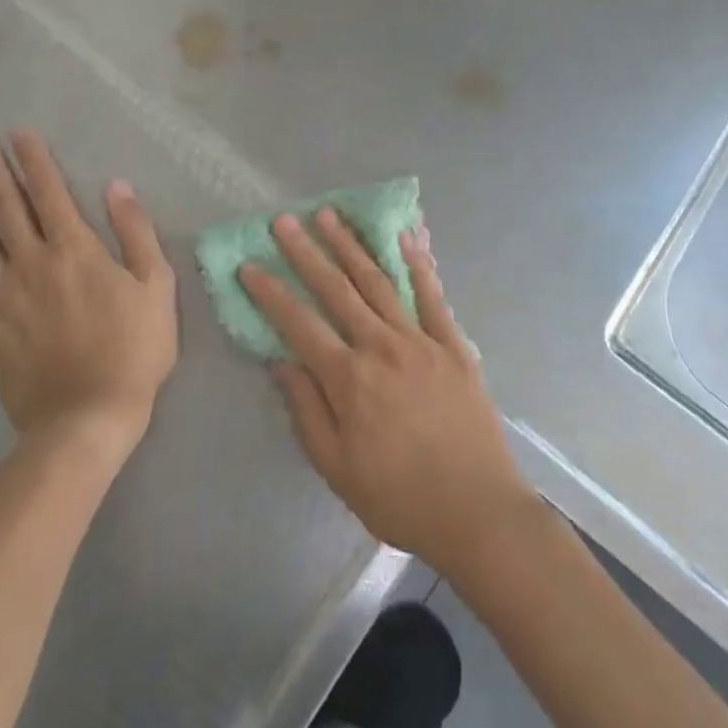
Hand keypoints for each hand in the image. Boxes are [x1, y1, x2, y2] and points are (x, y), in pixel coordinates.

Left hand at [0, 130, 177, 453]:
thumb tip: (117, 186)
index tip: (17, 132)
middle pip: (5, 205)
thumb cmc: (133, 350)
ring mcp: (0, 296)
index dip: (34, 159)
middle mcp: (31, 262)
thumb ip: (136, 232)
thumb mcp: (156, 286)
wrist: (87, 419)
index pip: (50, 191)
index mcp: (74, 250)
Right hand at [240, 209, 534, 576]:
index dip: (271, 293)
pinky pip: (431, 295)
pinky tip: (404, 237)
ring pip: (379, 282)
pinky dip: (417, 264)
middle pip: (337, 290)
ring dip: (351, 246)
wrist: (477, 511)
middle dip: (307, 252)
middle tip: (286, 220)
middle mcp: (381, 347)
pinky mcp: (453, 344)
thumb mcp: (337, 468)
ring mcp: (421, 340)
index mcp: (349, 379)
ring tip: (330, 216)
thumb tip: (281, 361)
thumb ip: (306, 410)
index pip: (299, 324)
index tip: (250, 265)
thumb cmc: (399, 498)